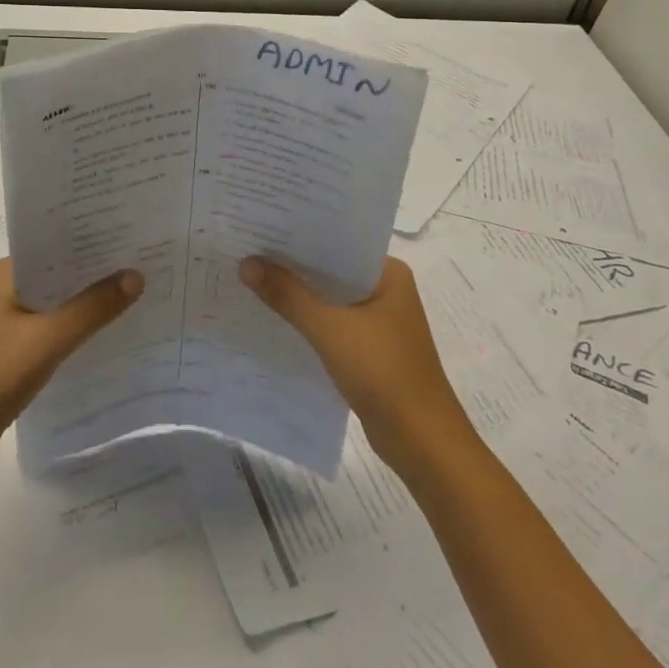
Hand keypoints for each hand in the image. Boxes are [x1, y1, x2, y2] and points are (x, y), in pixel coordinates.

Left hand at [0, 258, 142, 468]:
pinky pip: (53, 324)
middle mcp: (6, 287)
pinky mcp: (13, 346)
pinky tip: (107, 328)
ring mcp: (8, 318)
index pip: (56, 243)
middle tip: (145, 260)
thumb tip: (137, 276)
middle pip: (60, 271)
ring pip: (58, 299)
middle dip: (97, 269)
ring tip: (136, 290)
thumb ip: (92, 308)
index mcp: (6, 272)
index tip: (132, 235)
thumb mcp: (48, 339)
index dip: (93, 239)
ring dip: (88, 298)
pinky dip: (77, 324)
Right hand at [240, 255, 471, 474]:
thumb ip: (288, 295)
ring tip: (252, 276)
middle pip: (331, 268)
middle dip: (293, 263)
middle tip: (248, 246)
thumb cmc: (384, 373)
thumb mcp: (330, 329)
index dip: (300, 234)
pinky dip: (307, 318)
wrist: (422, 443)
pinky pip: (331, 322)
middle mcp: (386, 290)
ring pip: (329, 297)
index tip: (262, 224)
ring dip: (298, 292)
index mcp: (389, 273)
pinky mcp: (369, 348)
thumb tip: (247, 263)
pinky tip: (274, 316)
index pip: (338, 241)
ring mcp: (379, 321)